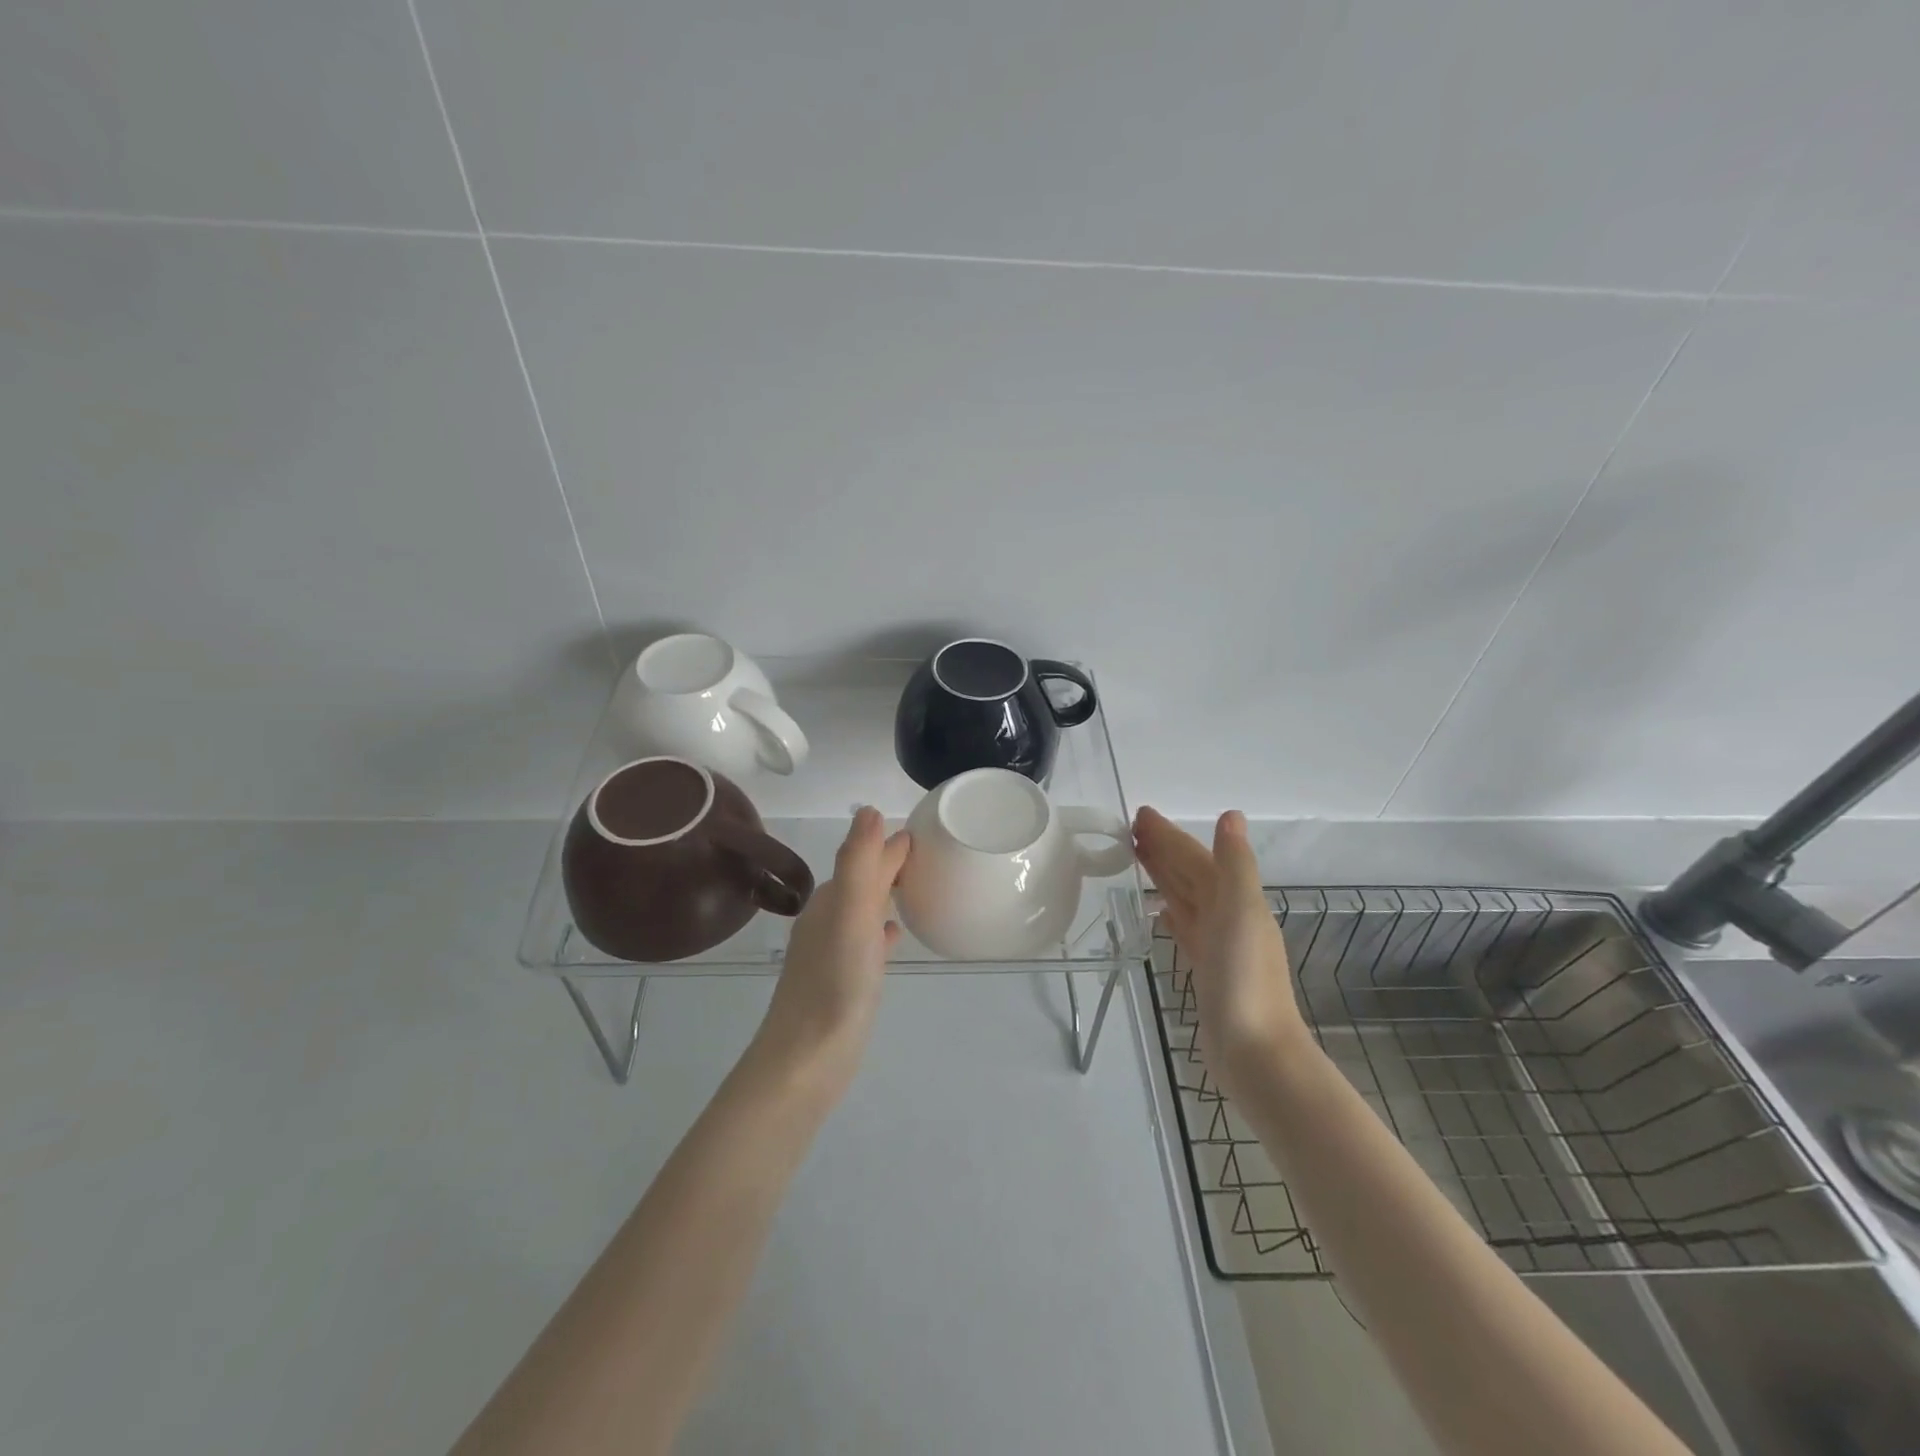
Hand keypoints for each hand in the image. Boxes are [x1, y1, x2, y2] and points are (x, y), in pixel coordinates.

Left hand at [755, 807, 910, 1086]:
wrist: (806, 1062)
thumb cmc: (834, 985)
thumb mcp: (850, 916)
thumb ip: (859, 863)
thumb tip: (869, 810)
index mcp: (832, 901)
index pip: (865, 859)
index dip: (890, 844)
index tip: (924, 832)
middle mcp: (829, 920)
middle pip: (864, 881)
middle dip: (890, 864)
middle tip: (927, 854)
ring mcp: (833, 953)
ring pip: (864, 910)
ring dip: (885, 894)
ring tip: (916, 886)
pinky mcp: (842, 982)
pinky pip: (866, 943)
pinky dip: (880, 930)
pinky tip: (893, 934)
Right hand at [1134, 807, 1307, 1088]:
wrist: (1255, 1051)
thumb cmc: (1245, 978)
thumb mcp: (1240, 911)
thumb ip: (1234, 863)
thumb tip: (1231, 815)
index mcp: (1235, 898)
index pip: (1195, 857)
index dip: (1169, 835)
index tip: (1139, 815)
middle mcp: (1228, 916)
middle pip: (1190, 874)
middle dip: (1164, 850)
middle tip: (1129, 830)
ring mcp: (1217, 944)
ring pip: (1186, 898)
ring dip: (1165, 876)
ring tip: (1138, 859)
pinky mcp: (1206, 970)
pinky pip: (1185, 929)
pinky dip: (1173, 914)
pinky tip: (1161, 912)